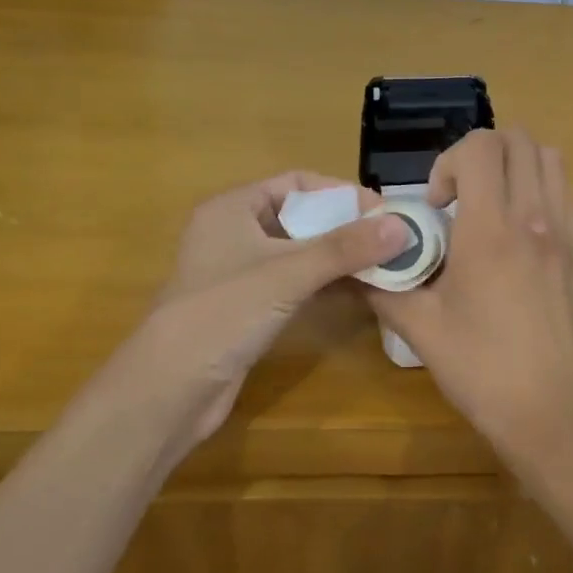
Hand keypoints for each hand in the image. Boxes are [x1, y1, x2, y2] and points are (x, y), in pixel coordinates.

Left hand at [101, 173, 404, 454]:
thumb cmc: (223, 313)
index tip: (383, 211)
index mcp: (232, 208)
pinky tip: (358, 290)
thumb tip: (402, 226)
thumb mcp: (287, 273)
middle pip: (300, 217)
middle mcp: (233, 233)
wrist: (170, 389)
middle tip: (391, 239)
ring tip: (384, 264)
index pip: (297, 183)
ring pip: (299, 253)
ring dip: (338, 257)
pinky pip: (293, 283)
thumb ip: (345, 248)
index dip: (341, 193)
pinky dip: (324, 283)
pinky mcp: (247, 307)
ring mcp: (239, 273)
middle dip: (345, 227)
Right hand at [367, 129, 572, 454]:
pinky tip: (517, 234)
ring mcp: (565, 234)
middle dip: (481, 154)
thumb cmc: (481, 369)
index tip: (436, 207)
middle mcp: (534, 218)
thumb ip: (384, 287)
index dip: (447, 163)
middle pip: (519, 140)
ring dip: (515, 165)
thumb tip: (356, 265)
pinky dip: (539, 189)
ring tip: (490, 206)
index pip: (479, 148)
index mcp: (491, 230)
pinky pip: (565, 194)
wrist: (551, 412)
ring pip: (550, 159)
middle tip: (459, 198)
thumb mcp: (419, 329)